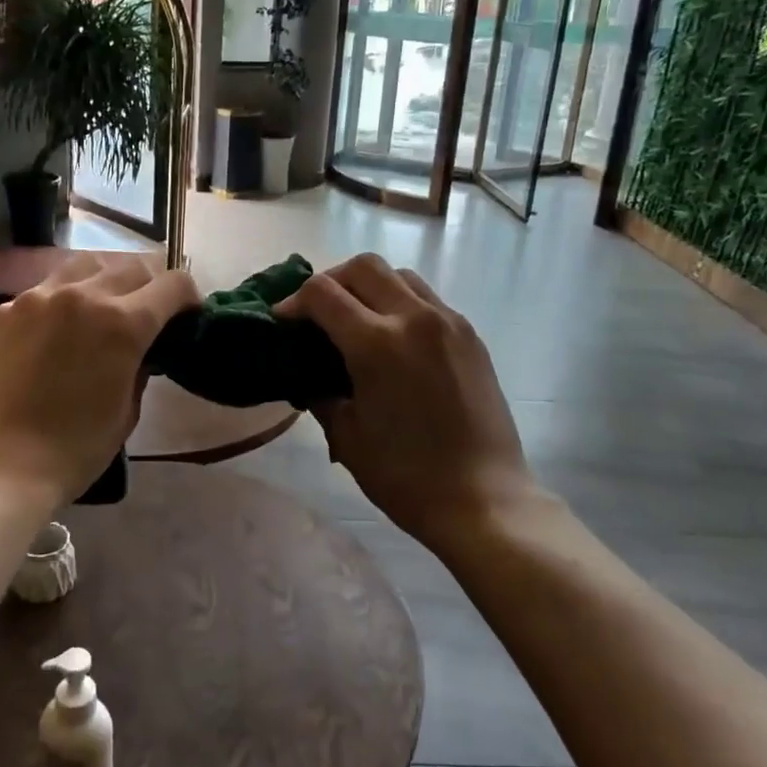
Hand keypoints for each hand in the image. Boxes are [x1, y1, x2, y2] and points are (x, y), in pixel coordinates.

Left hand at [0, 255, 200, 510]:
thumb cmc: (73, 450)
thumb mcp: (127, 411)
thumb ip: (140, 366)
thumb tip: (142, 348)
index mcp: (123, 323)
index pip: (173, 284)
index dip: (188, 297)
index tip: (187, 315)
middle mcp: (83, 295)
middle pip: (132, 266)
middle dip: (151, 284)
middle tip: (149, 311)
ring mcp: (39, 297)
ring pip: (87, 264)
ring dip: (107, 278)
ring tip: (104, 305)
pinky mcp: (6, 310)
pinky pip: (47, 288)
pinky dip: (65, 297)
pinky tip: (59, 328)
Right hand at [278, 254, 536, 548]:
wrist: (483, 499)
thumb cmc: (406, 476)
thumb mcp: (347, 436)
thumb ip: (320, 391)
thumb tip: (308, 371)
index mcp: (377, 343)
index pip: (322, 293)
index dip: (293, 301)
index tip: (283, 322)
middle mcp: (414, 318)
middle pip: (362, 266)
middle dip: (331, 281)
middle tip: (317, 313)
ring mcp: (448, 322)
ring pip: (399, 275)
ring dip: (369, 286)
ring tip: (357, 320)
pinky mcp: (470, 335)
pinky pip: (427, 299)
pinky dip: (400, 303)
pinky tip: (394, 339)